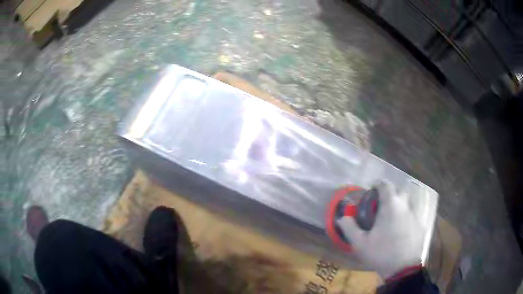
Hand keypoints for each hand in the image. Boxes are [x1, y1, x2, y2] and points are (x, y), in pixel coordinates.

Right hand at [337, 181, 423, 278]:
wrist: (403, 269)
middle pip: (399, 191)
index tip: (371, 193)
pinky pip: (412, 215)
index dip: (377, 186)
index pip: (385, 185)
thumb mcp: (360, 243)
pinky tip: (400, 230)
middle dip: (390, 194)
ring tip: (390, 218)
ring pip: (408, 202)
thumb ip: (349, 228)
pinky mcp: (420, 226)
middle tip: (380, 206)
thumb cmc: (381, 253)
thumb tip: (342, 217)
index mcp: (391, 205)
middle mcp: (405, 206)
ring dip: (399, 205)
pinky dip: (406, 217)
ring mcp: (415, 215)